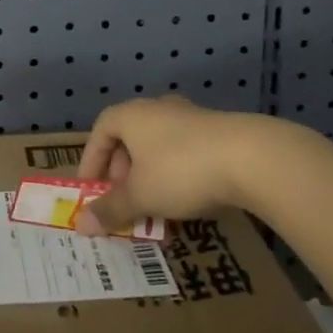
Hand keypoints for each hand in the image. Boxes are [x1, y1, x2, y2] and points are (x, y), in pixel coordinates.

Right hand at [72, 95, 274, 235]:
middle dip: (122, 171)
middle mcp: (158, 108)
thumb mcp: (141, 196)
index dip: (92, 159)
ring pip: (158, 145)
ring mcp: (190, 117)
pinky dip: (176, 173)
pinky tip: (187, 198)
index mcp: (131, 115)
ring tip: (155, 205)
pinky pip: (184, 151)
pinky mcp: (218, 131)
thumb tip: (81, 224)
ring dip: (150, 174)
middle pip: (129, 136)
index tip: (91, 188)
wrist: (251, 158)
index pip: (100, 130)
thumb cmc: (181, 171)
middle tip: (124, 199)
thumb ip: (110, 209)